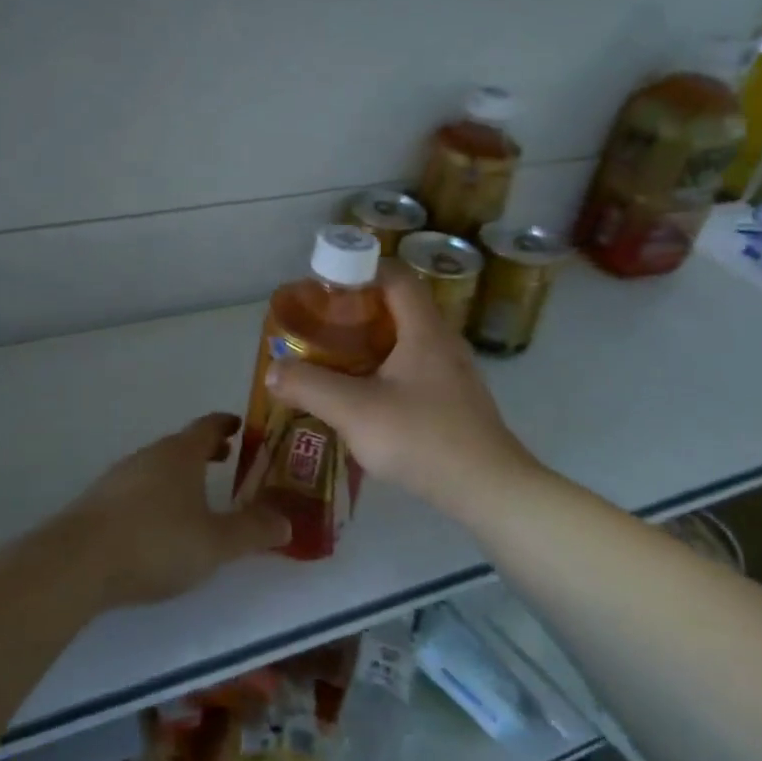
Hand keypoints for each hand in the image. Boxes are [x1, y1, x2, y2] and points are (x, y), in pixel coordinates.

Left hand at [60, 413, 289, 607]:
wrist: (77, 562)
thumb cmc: (156, 542)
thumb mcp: (215, 543)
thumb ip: (253, 532)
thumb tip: (286, 522)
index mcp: (180, 454)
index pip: (208, 426)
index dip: (226, 424)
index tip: (240, 425)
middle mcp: (149, 456)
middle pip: (181, 445)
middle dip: (205, 451)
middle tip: (226, 459)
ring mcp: (119, 476)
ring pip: (158, 466)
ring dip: (180, 473)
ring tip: (195, 494)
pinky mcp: (98, 501)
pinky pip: (137, 487)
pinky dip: (156, 493)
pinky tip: (157, 522)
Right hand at [268, 266, 541, 514]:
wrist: (488, 490)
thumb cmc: (422, 438)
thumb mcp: (354, 411)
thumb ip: (309, 386)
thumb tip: (273, 369)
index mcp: (424, 330)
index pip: (396, 276)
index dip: (361, 270)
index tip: (326, 287)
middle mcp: (443, 342)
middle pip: (400, 308)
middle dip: (359, 310)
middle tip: (322, 326)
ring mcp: (454, 374)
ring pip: (408, 342)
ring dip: (372, 344)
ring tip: (336, 361)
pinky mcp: (456, 402)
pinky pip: (416, 370)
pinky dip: (387, 371)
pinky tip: (366, 399)